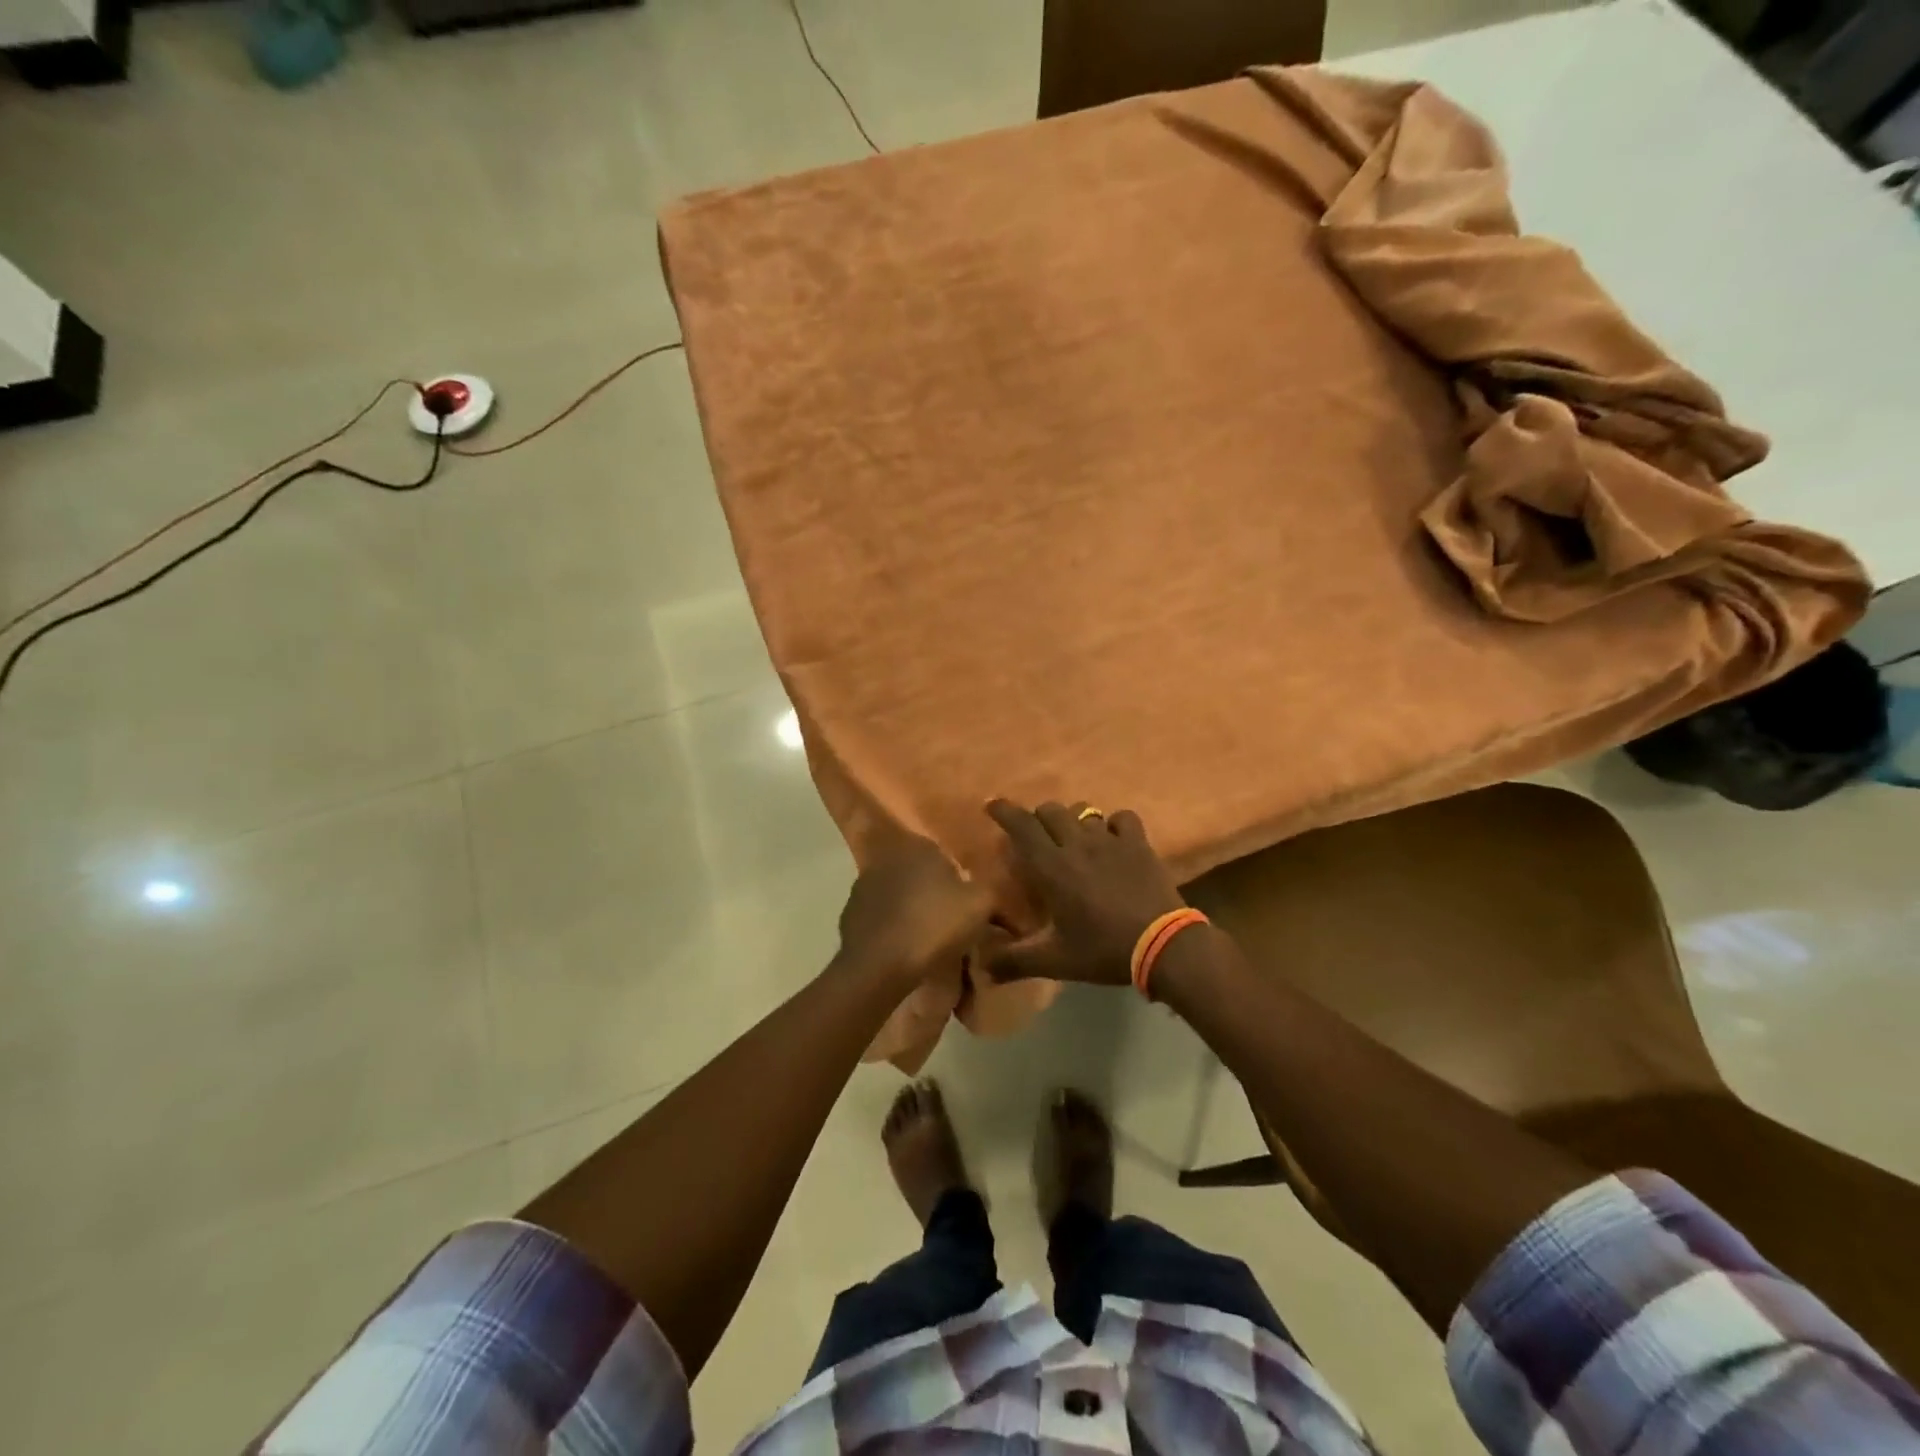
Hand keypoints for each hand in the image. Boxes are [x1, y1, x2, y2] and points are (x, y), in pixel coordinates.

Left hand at [837, 827, 989, 985]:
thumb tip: (993, 892)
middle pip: (918, 873)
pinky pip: (879, 917)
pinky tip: (902, 948)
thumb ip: (990, 890)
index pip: (943, 854)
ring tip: (926, 938)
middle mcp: (888, 858)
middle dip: (932, 892)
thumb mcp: (980, 905)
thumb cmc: (934, 925)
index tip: (966, 903)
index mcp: (919, 846)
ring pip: (897, 894)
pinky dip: (890, 928)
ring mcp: (863, 885)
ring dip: (909, 909)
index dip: (957, 879)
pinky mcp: (849, 914)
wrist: (879, 965)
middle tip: (949, 920)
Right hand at [983, 800, 1185, 986]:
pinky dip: (1113, 824)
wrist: (1163, 945)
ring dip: (1072, 819)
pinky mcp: (1138, 843)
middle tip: (1036, 835)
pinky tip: (1113, 839)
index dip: (1004, 810)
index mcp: (1051, 867)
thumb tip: (981, 967)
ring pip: (1084, 810)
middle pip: (1050, 811)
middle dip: (1038, 817)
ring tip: (1072, 836)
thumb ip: (1014, 961)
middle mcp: (1077, 844)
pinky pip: (1122, 818)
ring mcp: (1110, 840)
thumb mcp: (1054, 961)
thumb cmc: (1103, 950)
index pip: (1021, 826)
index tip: (991, 804)